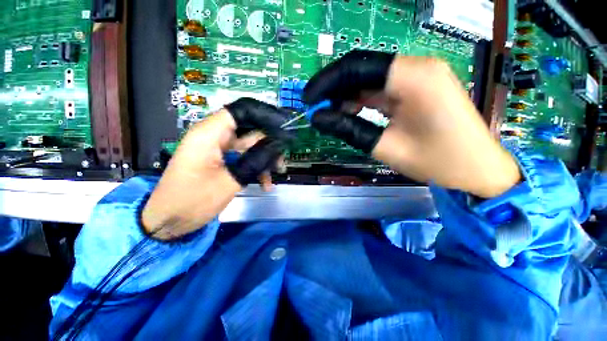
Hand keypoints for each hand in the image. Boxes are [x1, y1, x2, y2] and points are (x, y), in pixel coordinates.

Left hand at [142, 98, 290, 239]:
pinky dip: (255, 168)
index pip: (241, 111)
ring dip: (264, 159)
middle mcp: (213, 136)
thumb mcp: (230, 181)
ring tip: (276, 174)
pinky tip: (265, 183)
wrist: (168, 222)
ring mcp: (217, 149)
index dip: (264, 115)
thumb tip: (276, 148)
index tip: (283, 128)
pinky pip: (242, 158)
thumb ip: (255, 161)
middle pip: (248, 130)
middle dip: (268, 144)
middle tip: (282, 158)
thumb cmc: (193, 201)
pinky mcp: (219, 160)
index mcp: (209, 134)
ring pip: (248, 146)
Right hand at [304, 50, 520, 197]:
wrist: (478, 169)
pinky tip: (350, 113)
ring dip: (346, 96)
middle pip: (363, 69)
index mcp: (414, 78)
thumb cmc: (438, 162)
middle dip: (334, 88)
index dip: (327, 81)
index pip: (358, 67)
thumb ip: (349, 129)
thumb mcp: (386, 147)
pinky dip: (361, 101)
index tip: (309, 99)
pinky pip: (380, 89)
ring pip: (369, 79)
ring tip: (330, 115)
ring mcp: (419, 77)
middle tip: (316, 109)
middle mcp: (417, 68)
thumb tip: (318, 117)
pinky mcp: (417, 88)